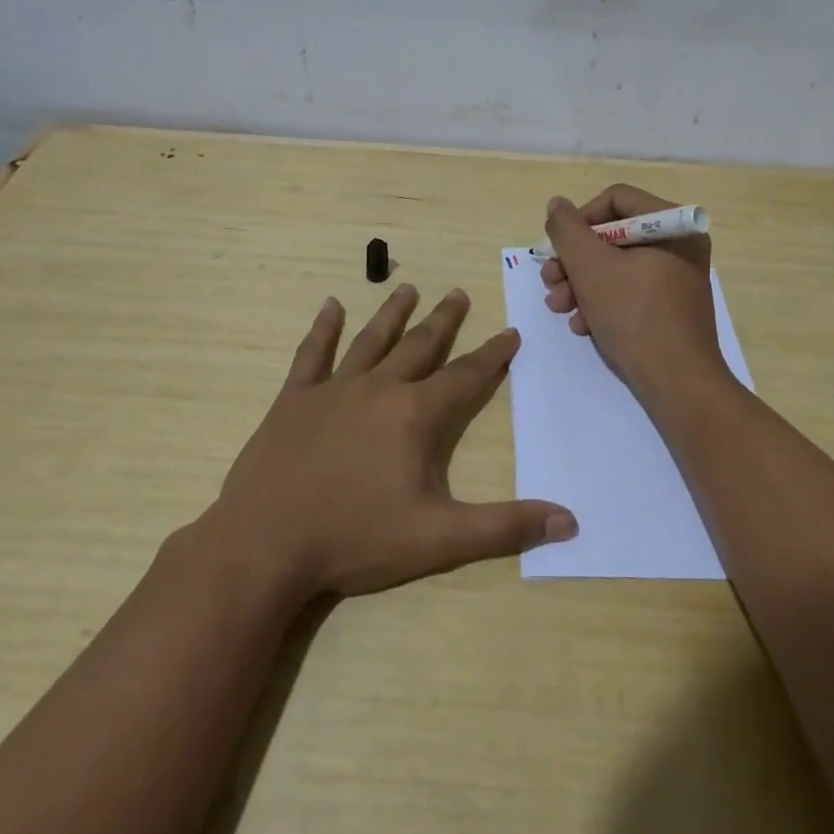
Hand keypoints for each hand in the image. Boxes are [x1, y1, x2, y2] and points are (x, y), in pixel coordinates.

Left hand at [207, 284, 576, 599]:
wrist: (265, 545)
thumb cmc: (356, 540)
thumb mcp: (439, 539)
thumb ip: (505, 527)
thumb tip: (569, 522)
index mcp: (415, 415)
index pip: (466, 375)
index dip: (492, 354)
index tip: (510, 332)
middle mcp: (379, 388)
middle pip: (420, 345)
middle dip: (444, 319)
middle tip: (459, 292)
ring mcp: (333, 390)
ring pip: (372, 340)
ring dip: (393, 314)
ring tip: (408, 289)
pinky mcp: (294, 400)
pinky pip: (312, 355)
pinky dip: (323, 329)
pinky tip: (330, 306)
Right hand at [542, 184, 728, 402]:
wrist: (678, 385)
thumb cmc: (635, 316)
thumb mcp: (590, 267)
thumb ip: (567, 230)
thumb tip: (557, 205)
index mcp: (674, 225)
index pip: (616, 199)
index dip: (580, 219)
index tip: (558, 247)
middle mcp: (680, 245)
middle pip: (613, 235)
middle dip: (575, 260)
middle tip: (550, 281)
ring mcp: (677, 278)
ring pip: (616, 266)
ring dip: (581, 284)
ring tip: (559, 307)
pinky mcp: (670, 307)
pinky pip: (630, 290)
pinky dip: (602, 303)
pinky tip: (583, 326)